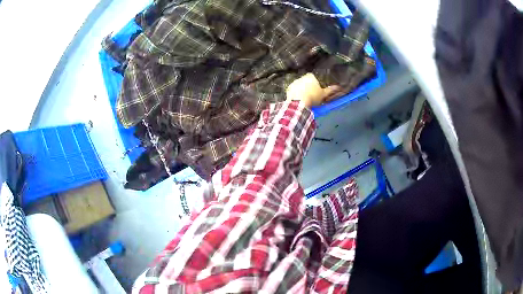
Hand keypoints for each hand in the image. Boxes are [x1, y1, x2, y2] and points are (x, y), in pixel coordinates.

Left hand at [286, 73, 343, 107]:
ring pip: (300, 86)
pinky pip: (293, 91)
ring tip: (305, 99)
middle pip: (306, 81)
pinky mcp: (288, 88)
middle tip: (311, 96)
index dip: (316, 85)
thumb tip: (339, 87)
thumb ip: (331, 90)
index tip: (317, 92)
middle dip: (308, 87)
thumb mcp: (323, 94)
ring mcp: (294, 82)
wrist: (299, 102)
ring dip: (302, 91)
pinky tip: (298, 100)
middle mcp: (301, 77)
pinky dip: (295, 94)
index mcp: (310, 76)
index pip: (314, 78)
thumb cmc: (313, 96)